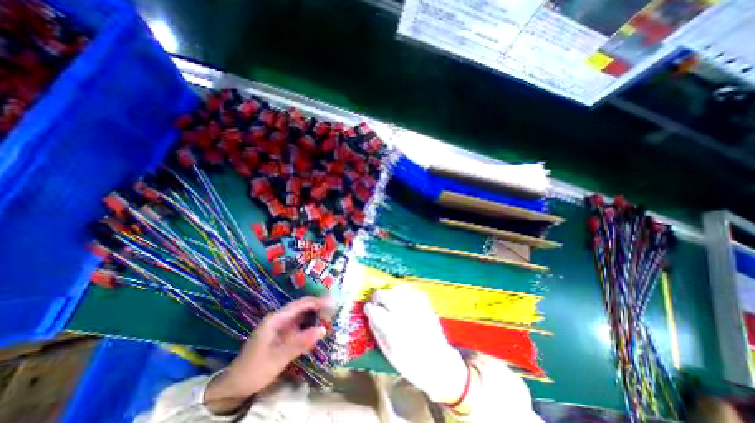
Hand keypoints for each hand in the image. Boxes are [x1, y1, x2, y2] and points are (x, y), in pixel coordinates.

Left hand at [204, 296, 331, 414]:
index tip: (333, 303)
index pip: (301, 304)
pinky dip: (311, 324)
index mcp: (277, 319)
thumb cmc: (255, 370)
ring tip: (331, 316)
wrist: (235, 386)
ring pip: (303, 315)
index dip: (318, 301)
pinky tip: (319, 327)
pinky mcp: (284, 333)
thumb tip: (323, 329)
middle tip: (335, 310)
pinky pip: (300, 325)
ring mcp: (282, 325)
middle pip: (303, 307)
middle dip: (319, 306)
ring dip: (316, 315)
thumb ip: (300, 342)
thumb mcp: (278, 358)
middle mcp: (280, 318)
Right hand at [364, 287, 465, 402]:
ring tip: (386, 298)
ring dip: (389, 292)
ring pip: (398, 290)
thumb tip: (369, 315)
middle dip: (378, 296)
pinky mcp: (425, 304)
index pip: (376, 311)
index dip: (369, 308)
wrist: (439, 363)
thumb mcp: (389, 352)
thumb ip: (377, 331)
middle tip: (375, 300)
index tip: (367, 308)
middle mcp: (406, 315)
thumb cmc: (410, 362)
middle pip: (387, 296)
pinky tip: (399, 296)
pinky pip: (410, 291)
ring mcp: (417, 307)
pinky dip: (401, 291)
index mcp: (395, 331)